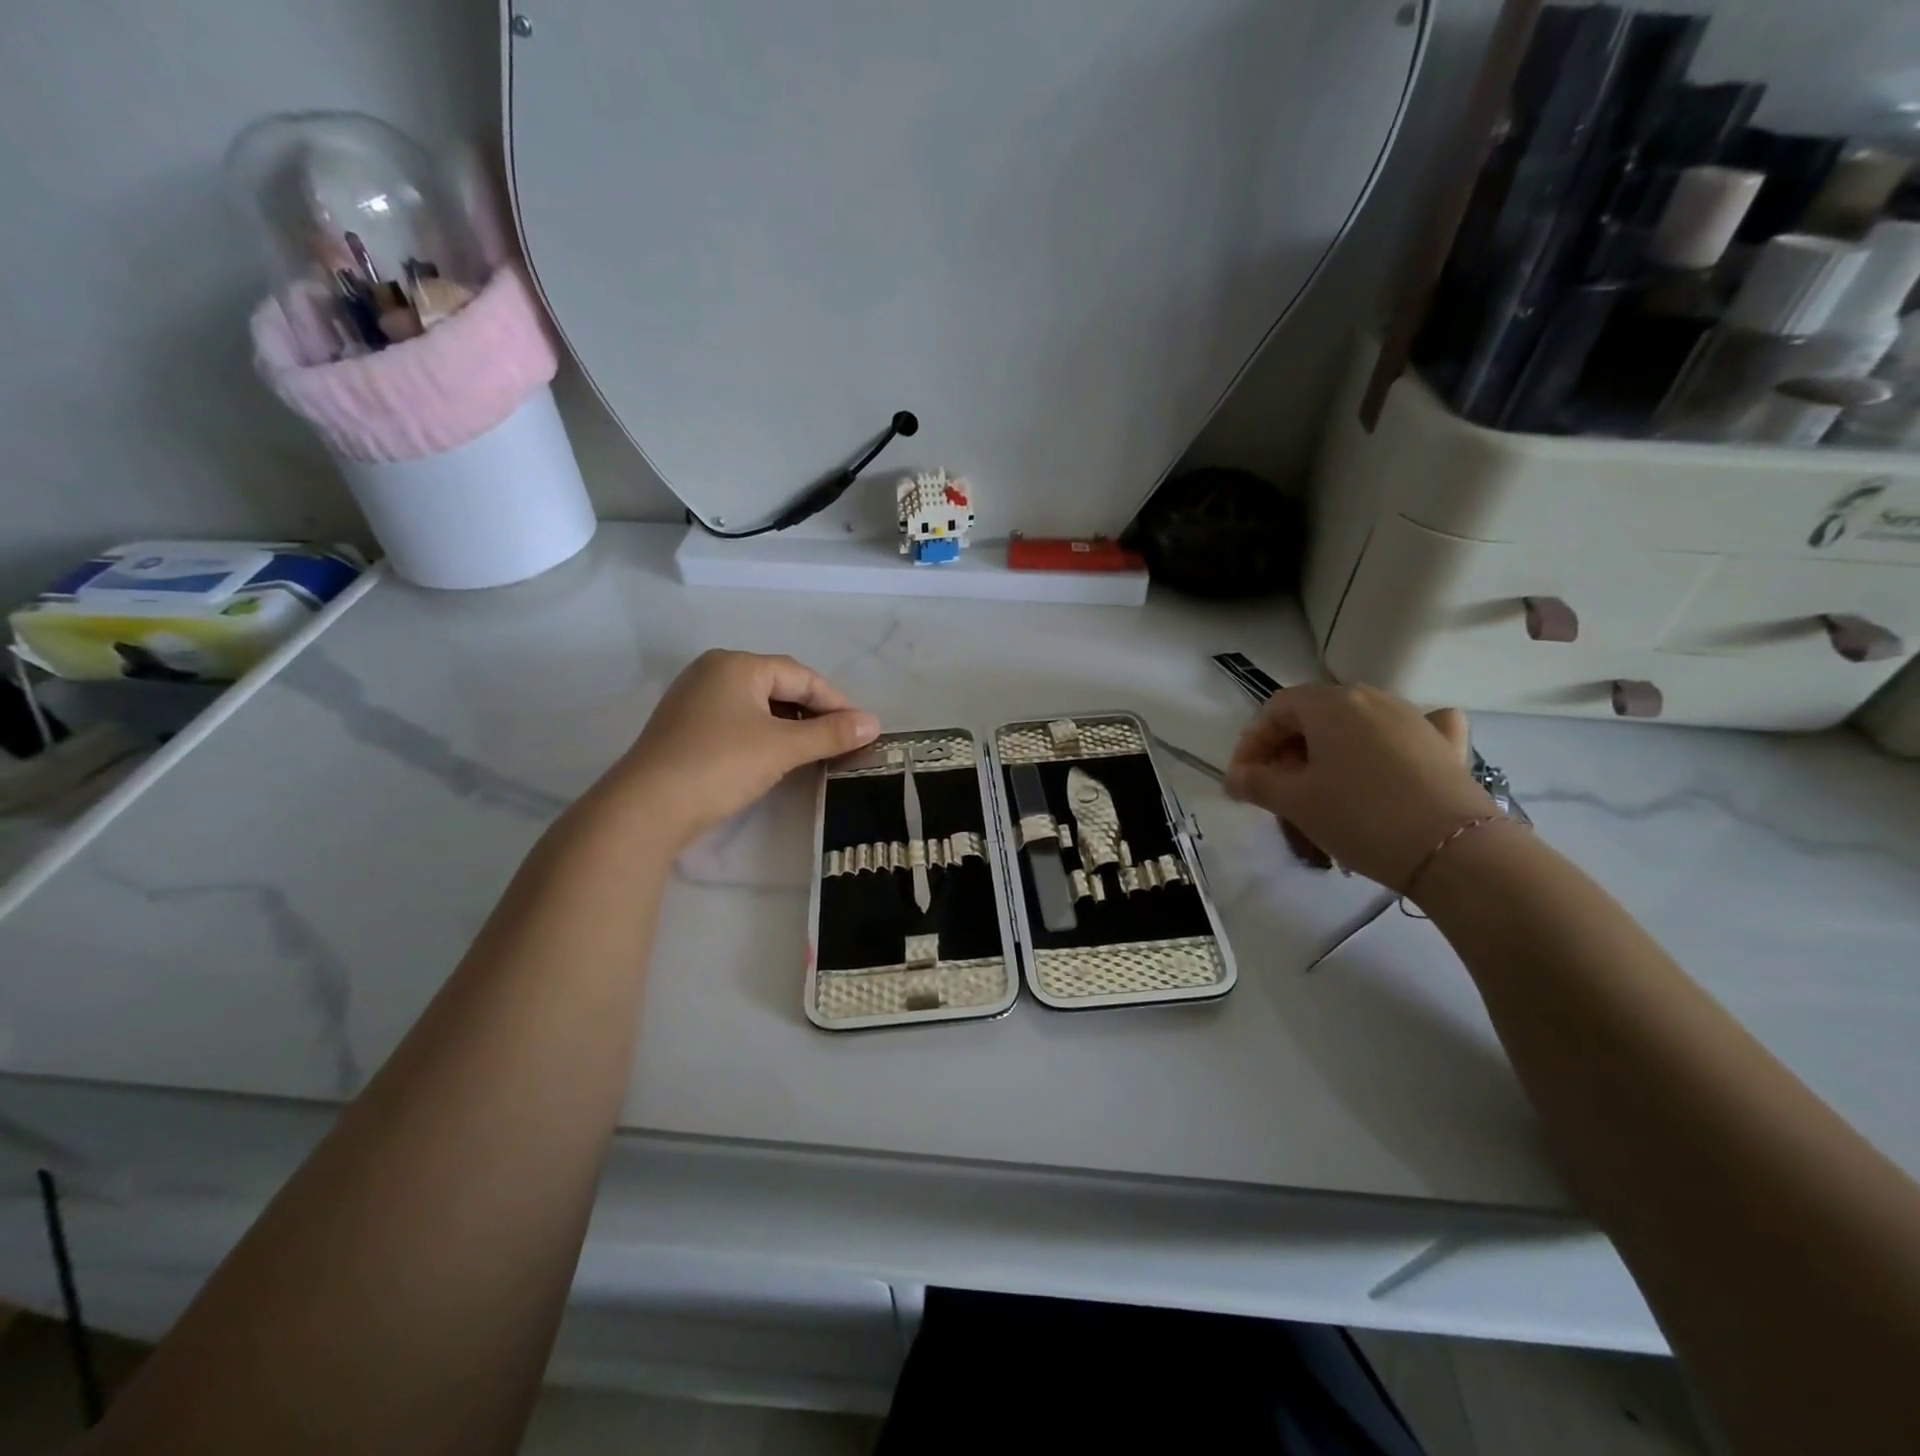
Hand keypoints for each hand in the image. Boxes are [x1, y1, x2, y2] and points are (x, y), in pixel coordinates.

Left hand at [603, 650, 878, 846]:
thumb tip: (873, 723)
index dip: (836, 700)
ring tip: (815, 750)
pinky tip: (776, 756)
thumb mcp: (783, 747)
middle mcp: (713, 672)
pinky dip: (763, 735)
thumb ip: (830, 733)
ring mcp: (693, 699)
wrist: (647, 807)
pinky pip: (736, 721)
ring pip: (756, 705)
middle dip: (813, 711)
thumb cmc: (720, 764)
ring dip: (790, 725)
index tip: (861, 727)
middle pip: (778, 686)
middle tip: (841, 739)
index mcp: (736, 665)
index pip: (800, 675)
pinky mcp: (684, 728)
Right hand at [1224, 684, 1492, 889]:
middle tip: (1277, 789)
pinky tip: (1390, 758)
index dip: (1252, 742)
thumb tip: (1234, 777)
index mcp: (1330, 703)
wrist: (1454, 850)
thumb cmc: (1359, 816)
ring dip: (1328, 751)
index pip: (1276, 709)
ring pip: (1355, 726)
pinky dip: (1388, 743)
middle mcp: (1372, 698)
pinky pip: (1407, 732)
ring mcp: (1414, 717)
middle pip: (1315, 715)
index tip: (1243, 780)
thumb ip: (1255, 783)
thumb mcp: (1295, 802)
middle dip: (1287, 750)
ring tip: (1322, 789)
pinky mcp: (1445, 745)